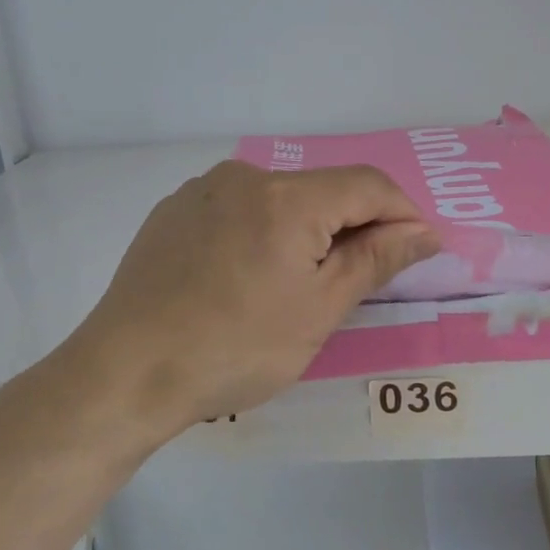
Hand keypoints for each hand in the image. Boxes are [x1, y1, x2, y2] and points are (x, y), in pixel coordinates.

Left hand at [67, 161, 437, 436]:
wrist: (125, 373)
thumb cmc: (235, 348)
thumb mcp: (318, 310)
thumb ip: (376, 260)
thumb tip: (424, 232)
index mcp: (287, 197)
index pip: (369, 186)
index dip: (403, 215)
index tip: (416, 253)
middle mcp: (245, 177)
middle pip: (324, 190)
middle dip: (353, 228)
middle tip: (357, 282)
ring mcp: (202, 191)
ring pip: (279, 200)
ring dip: (306, 232)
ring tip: (296, 287)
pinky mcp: (173, 212)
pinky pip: (238, 211)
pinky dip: (262, 234)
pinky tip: (246, 280)